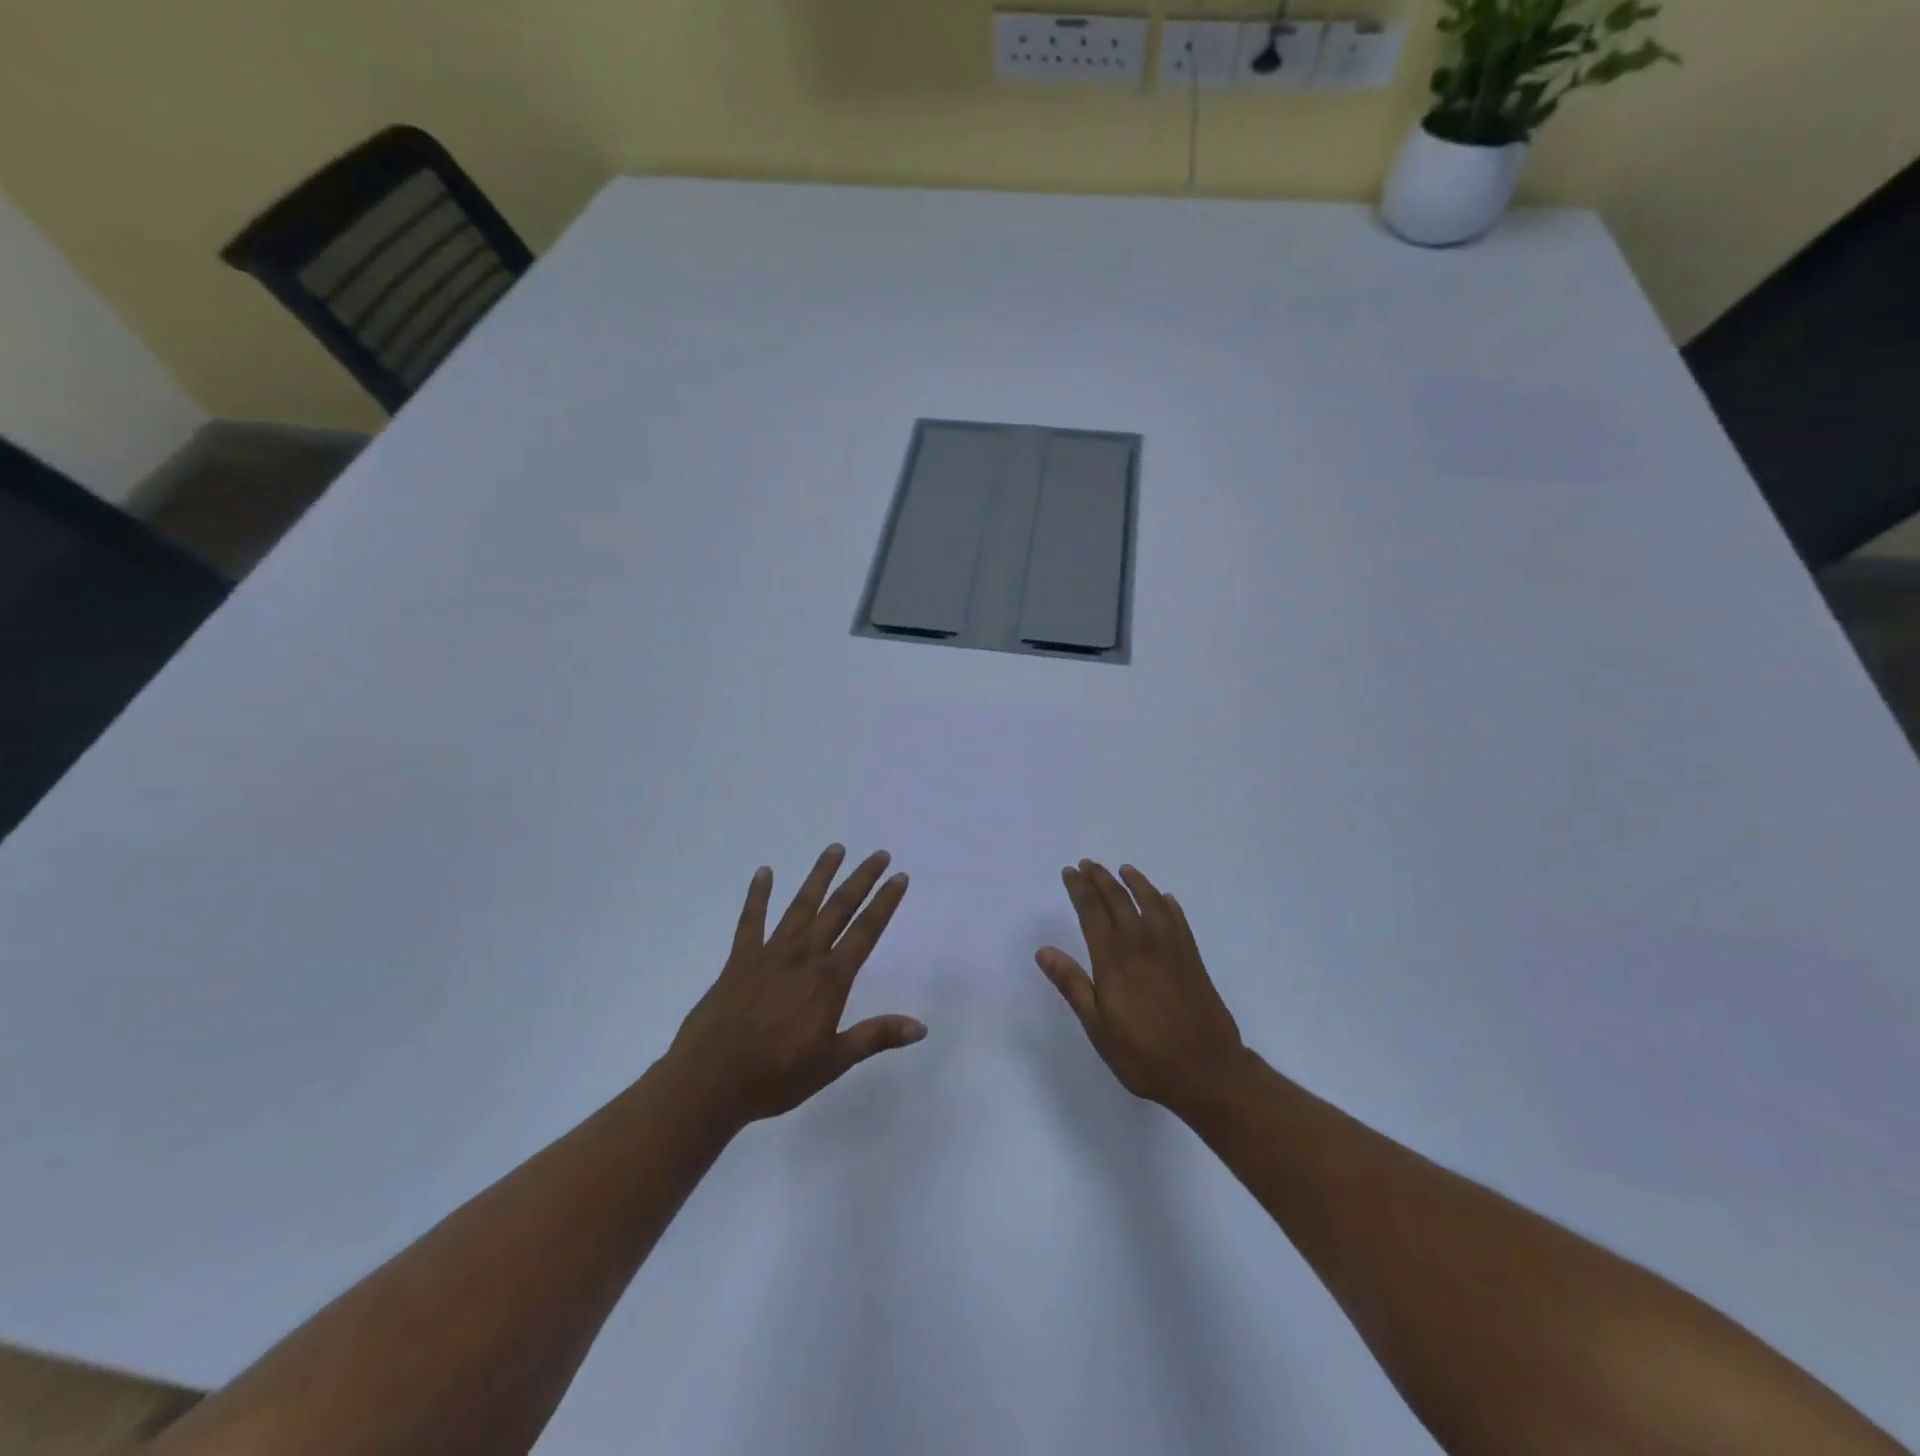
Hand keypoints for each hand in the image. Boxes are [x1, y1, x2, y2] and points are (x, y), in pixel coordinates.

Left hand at [667, 845, 924, 1125]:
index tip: (899, 877)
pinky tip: (764, 872)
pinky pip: (751, 920)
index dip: (885, 903)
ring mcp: (771, 953)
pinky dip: (757, 895)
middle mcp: (804, 956)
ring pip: (801, 905)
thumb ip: (875, 1037)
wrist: (710, 1080)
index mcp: (830, 979)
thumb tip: (921, 1027)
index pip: (866, 932)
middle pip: (838, 908)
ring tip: (835, 849)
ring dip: (820, 876)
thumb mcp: (833, 1062)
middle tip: (879, 854)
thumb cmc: (776, 1076)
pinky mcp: (740, 958)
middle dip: (861, 879)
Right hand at [1037, 860, 1246, 1117]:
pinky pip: (1178, 920)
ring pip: (1151, 902)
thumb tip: (1043, 951)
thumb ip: (1072, 984)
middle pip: (1119, 900)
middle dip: (1101, 878)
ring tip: (1124, 870)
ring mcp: (1171, 948)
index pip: (1092, 912)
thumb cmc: (1144, 1054)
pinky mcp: (1192, 958)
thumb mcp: (1098, 1026)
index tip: (1070, 872)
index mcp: (1114, 959)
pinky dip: (1167, 904)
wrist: (1207, 1070)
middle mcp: (1142, 944)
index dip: (1079, 889)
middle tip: (1088, 864)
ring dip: (1135, 882)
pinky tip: (1164, 899)